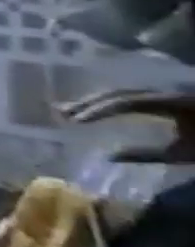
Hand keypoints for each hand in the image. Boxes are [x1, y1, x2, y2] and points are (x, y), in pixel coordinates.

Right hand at [58, 90, 194, 163]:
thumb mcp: (188, 154)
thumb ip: (149, 155)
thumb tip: (108, 156)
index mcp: (173, 100)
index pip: (125, 101)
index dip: (97, 110)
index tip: (74, 121)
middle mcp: (167, 90)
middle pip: (120, 93)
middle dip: (90, 103)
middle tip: (63, 114)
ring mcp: (169, 91)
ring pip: (124, 93)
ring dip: (97, 102)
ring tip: (72, 111)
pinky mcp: (169, 97)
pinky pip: (134, 96)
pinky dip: (112, 103)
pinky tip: (97, 109)